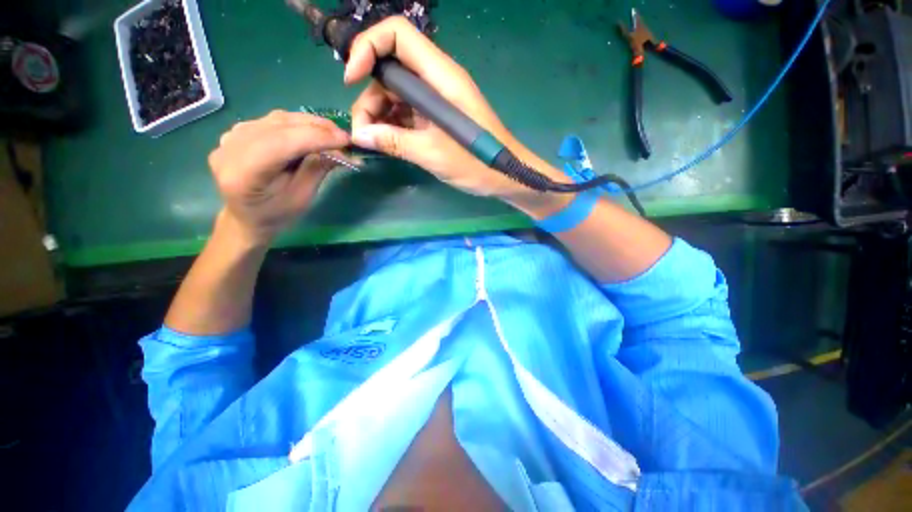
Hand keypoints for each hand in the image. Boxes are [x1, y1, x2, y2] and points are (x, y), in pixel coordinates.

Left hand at [207, 111, 349, 243]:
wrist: (248, 217)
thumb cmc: (277, 214)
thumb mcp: (302, 197)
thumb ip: (317, 169)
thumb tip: (341, 150)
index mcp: (242, 174)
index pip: (281, 143)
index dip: (315, 137)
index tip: (346, 140)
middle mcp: (230, 149)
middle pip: (278, 126)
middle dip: (316, 129)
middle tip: (344, 137)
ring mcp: (231, 137)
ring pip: (277, 119)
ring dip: (309, 124)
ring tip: (333, 134)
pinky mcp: (238, 132)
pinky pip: (272, 121)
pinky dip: (297, 124)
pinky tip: (312, 133)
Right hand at [345, 17, 568, 211]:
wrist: (506, 175)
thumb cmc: (477, 163)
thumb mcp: (433, 154)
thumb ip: (395, 142)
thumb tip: (359, 135)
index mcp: (441, 77)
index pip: (397, 34)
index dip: (368, 47)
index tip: (352, 80)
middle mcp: (436, 81)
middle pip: (391, 70)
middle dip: (369, 96)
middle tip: (363, 132)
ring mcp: (437, 100)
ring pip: (396, 95)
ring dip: (379, 115)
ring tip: (375, 143)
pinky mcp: (437, 118)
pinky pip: (407, 113)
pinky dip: (393, 126)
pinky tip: (388, 143)